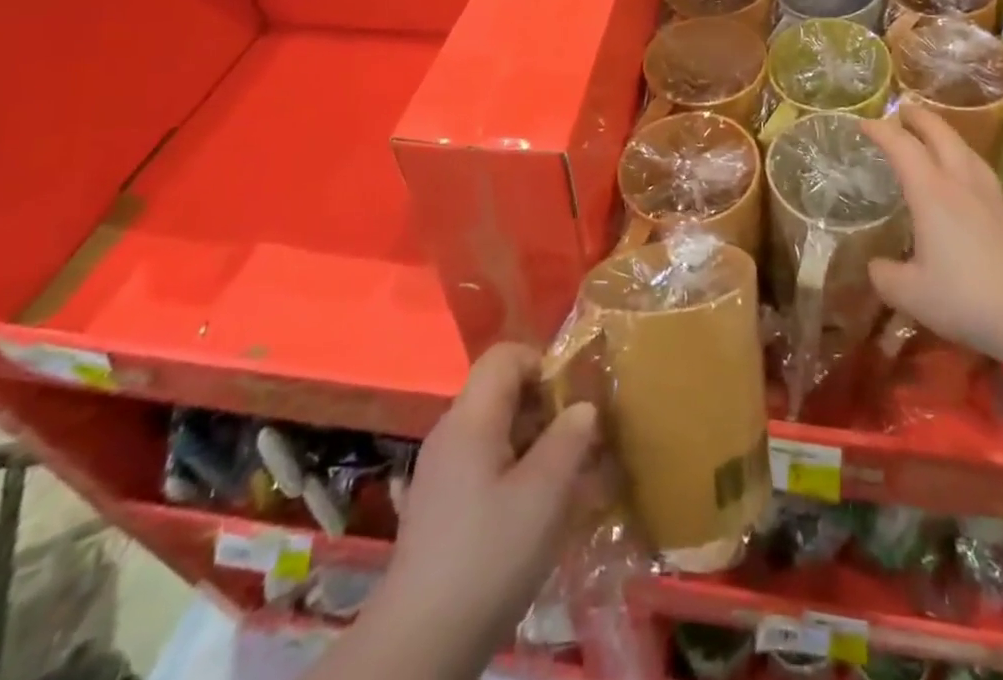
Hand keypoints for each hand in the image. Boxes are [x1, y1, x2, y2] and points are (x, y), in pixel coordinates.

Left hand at [373, 344, 598, 674]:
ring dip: (533, 443)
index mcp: (470, 417)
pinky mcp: (438, 505)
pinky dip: (513, 472)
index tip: (573, 400)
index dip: (543, 364)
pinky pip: (482, 464)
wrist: (419, 646)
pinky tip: (532, 514)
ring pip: (495, 431)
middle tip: (578, 445)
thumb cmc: (488, 557)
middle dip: (544, 408)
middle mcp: (450, 432)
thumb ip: (570, 440)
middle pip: (501, 392)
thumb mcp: (544, 496)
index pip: (505, 356)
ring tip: (564, 482)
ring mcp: (440, 470)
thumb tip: (583, 407)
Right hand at [862, 103, 1002, 356]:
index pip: (902, 147)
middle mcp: (962, 185)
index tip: (864, 123)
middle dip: (920, 118)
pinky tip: (967, 185)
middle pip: (942, 135)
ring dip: (948, 137)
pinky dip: (967, 165)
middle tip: (903, 111)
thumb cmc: (966, 298)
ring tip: (936, 138)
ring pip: (968, 151)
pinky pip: (984, 176)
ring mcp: (993, 198)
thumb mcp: (909, 294)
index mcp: (932, 193)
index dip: (881, 130)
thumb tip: (877, 266)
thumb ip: (885, 276)